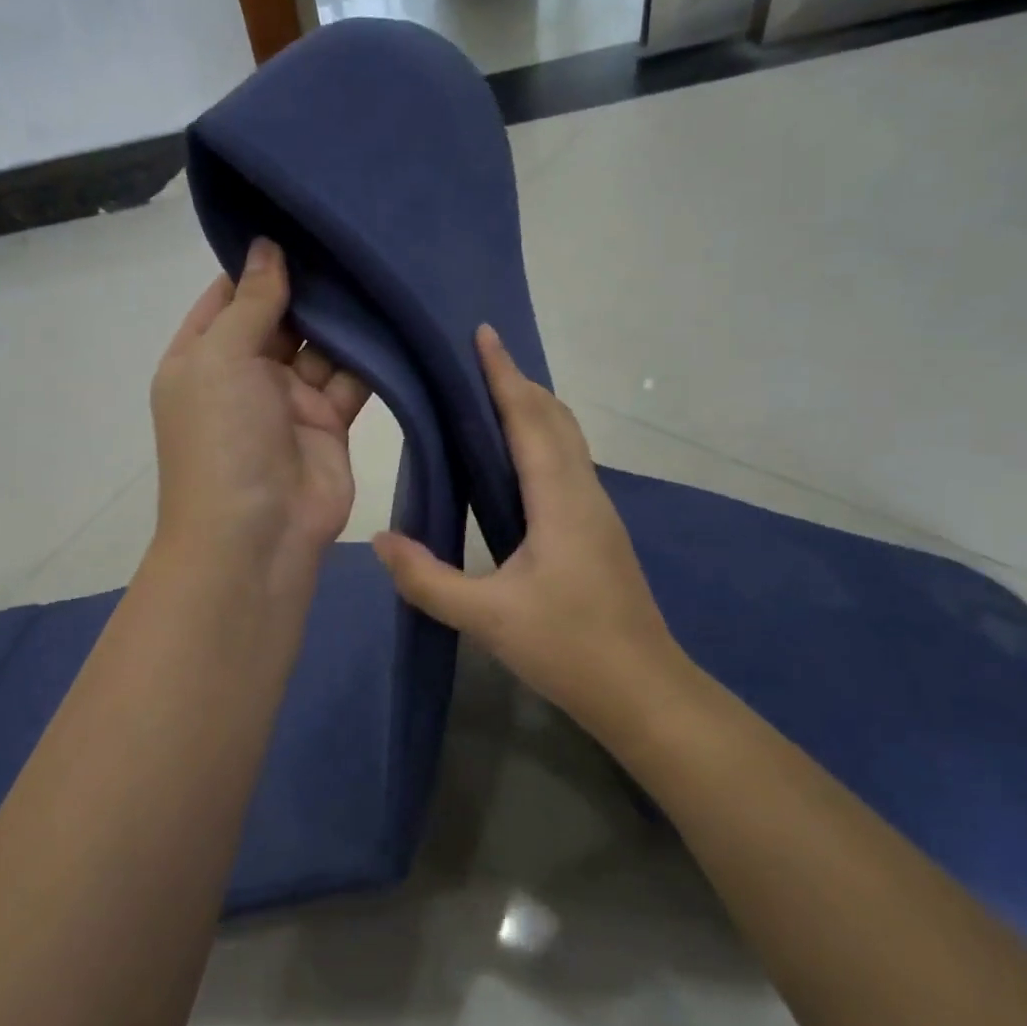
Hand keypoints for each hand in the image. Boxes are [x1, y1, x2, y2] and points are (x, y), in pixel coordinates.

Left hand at [151, 239, 370, 579]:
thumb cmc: (222, 438)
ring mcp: (288, 401)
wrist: (257, 536)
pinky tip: (391, 315)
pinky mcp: (330, 423)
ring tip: (375, 265)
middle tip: (348, 235)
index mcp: (202, 358)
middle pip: (279, 317)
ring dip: (341, 317)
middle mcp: (244, 376)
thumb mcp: (221, 358)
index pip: (228, 297)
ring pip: (320, 346)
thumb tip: (266, 247)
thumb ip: (251, 302)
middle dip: (307, 285)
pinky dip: (368, 354)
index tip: (294, 221)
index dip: (256, 263)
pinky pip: (351, 378)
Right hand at [371, 326, 692, 743]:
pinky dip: (541, 438)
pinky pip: (566, 463)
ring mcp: (597, 510)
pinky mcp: (597, 530)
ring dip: (533, 408)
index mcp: (560, 499)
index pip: (530, 418)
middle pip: (555, 417)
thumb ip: (428, 580)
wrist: (645, 692)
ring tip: (490, 397)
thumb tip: (380, 540)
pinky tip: (514, 460)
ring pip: (566, 438)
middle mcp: (584, 491)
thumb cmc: (569, 648)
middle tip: (477, 360)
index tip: (484, 333)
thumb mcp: (487, 618)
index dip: (504, 374)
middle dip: (519, 381)